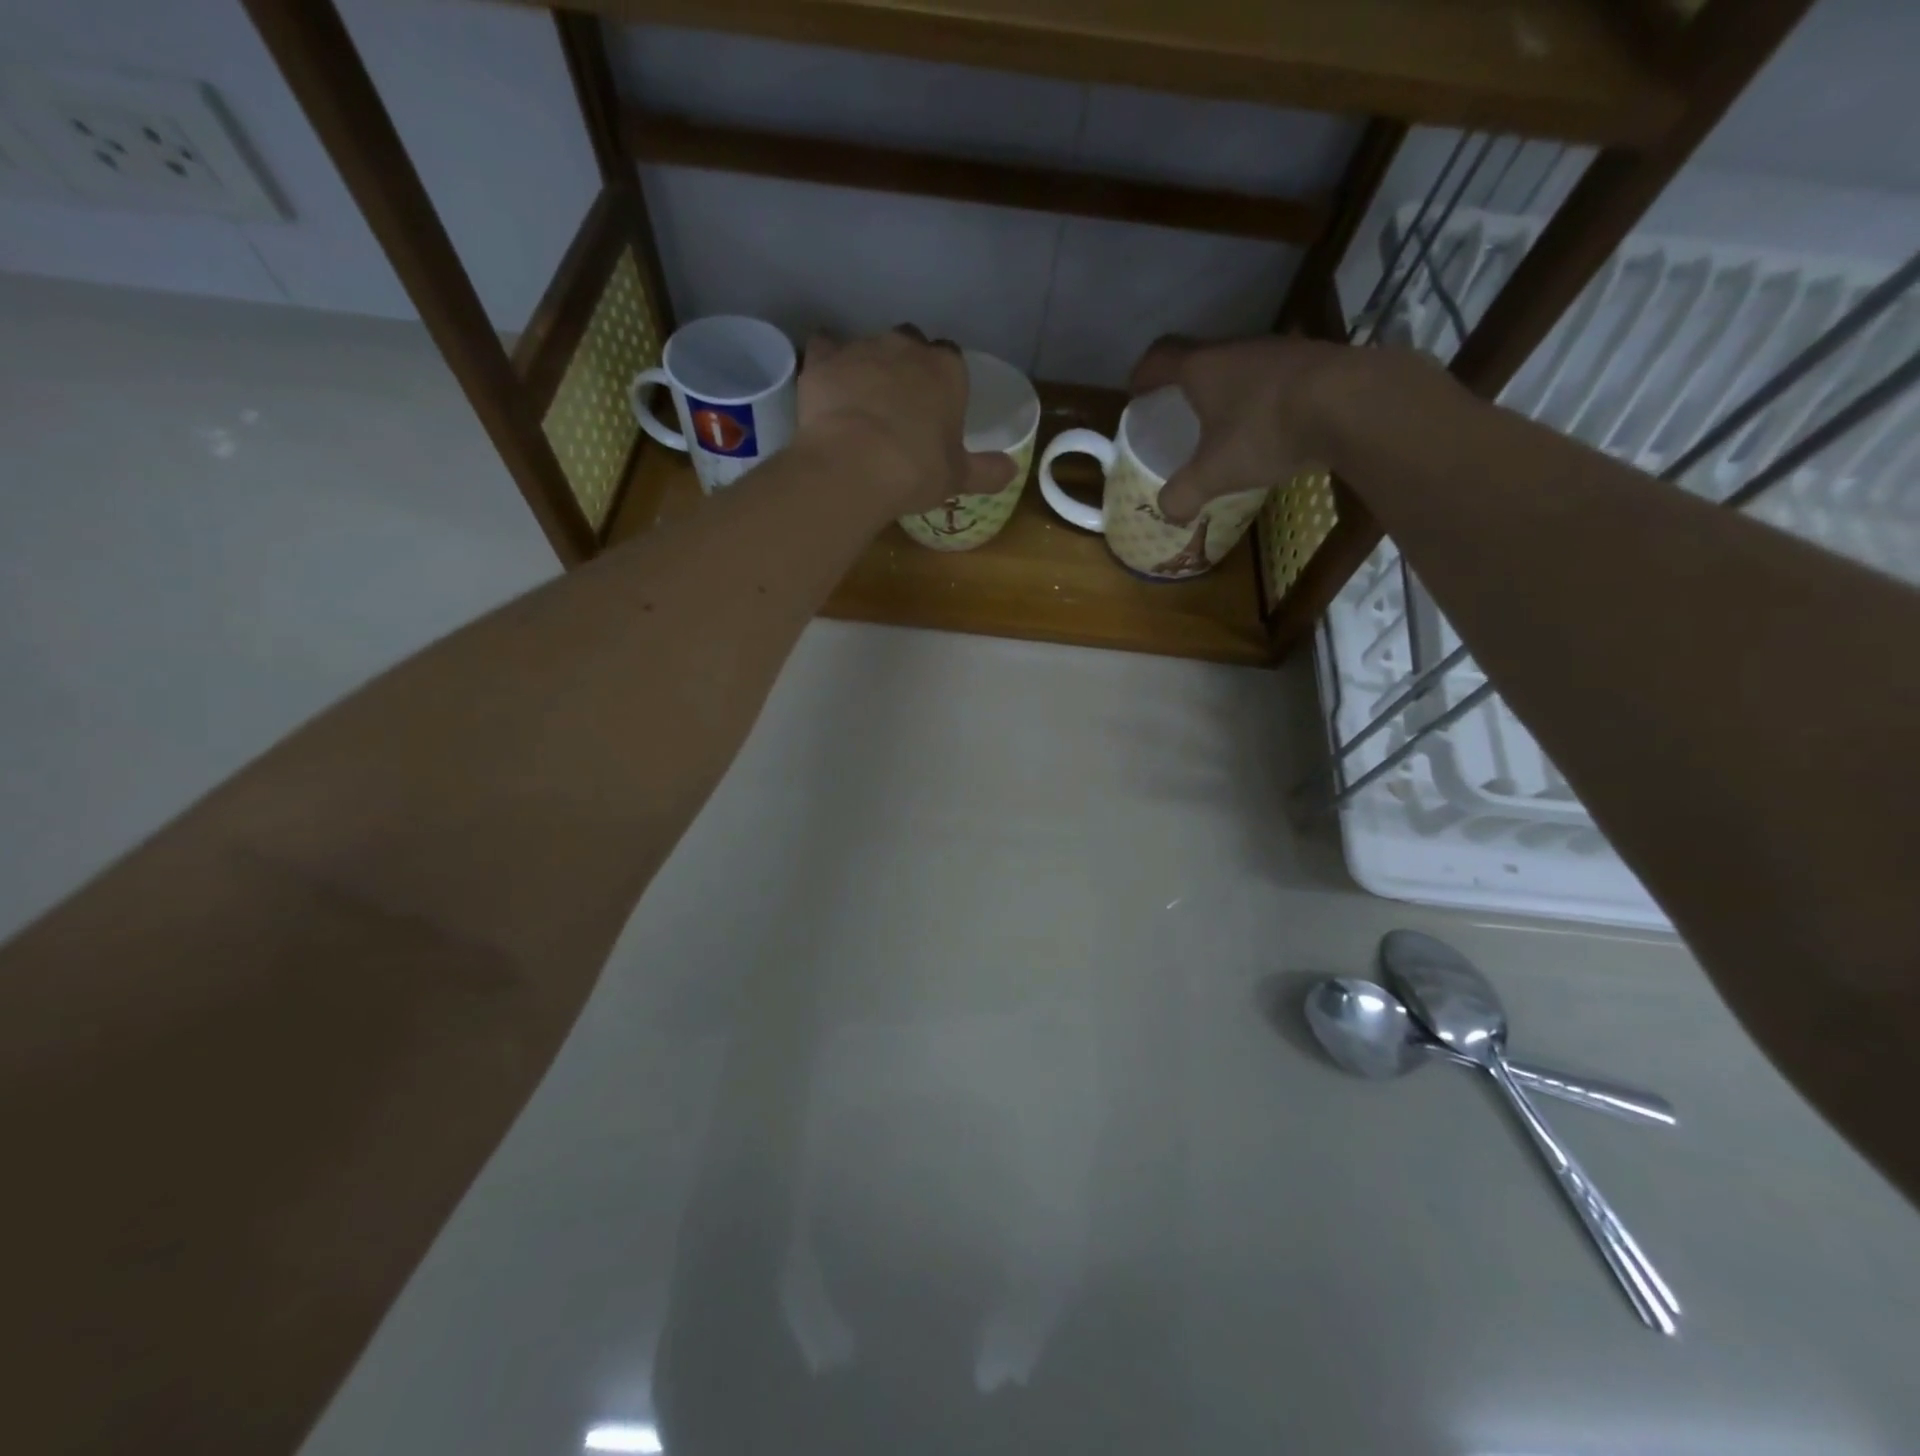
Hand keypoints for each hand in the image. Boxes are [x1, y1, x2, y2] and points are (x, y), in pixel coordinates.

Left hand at [798, 327, 1017, 515]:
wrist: (853, 465)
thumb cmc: (916, 470)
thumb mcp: (959, 477)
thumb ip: (987, 471)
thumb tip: (1011, 470)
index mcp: (947, 370)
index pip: (952, 361)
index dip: (943, 384)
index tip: (937, 411)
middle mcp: (907, 346)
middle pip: (911, 345)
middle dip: (907, 368)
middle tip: (901, 407)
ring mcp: (863, 347)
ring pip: (870, 347)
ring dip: (869, 368)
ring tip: (863, 406)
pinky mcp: (824, 358)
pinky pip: (826, 347)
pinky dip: (829, 362)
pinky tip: (828, 384)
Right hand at [1128, 334, 1356, 523]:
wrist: (1352, 404)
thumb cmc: (1264, 431)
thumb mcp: (1214, 473)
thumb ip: (1183, 493)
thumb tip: (1167, 511)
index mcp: (1203, 368)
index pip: (1161, 358)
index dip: (1144, 374)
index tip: (1136, 392)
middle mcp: (1238, 350)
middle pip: (1203, 358)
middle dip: (1187, 384)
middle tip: (1180, 411)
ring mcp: (1280, 351)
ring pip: (1242, 367)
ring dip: (1229, 390)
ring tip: (1226, 422)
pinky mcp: (1316, 361)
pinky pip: (1276, 379)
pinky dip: (1264, 399)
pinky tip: (1272, 426)